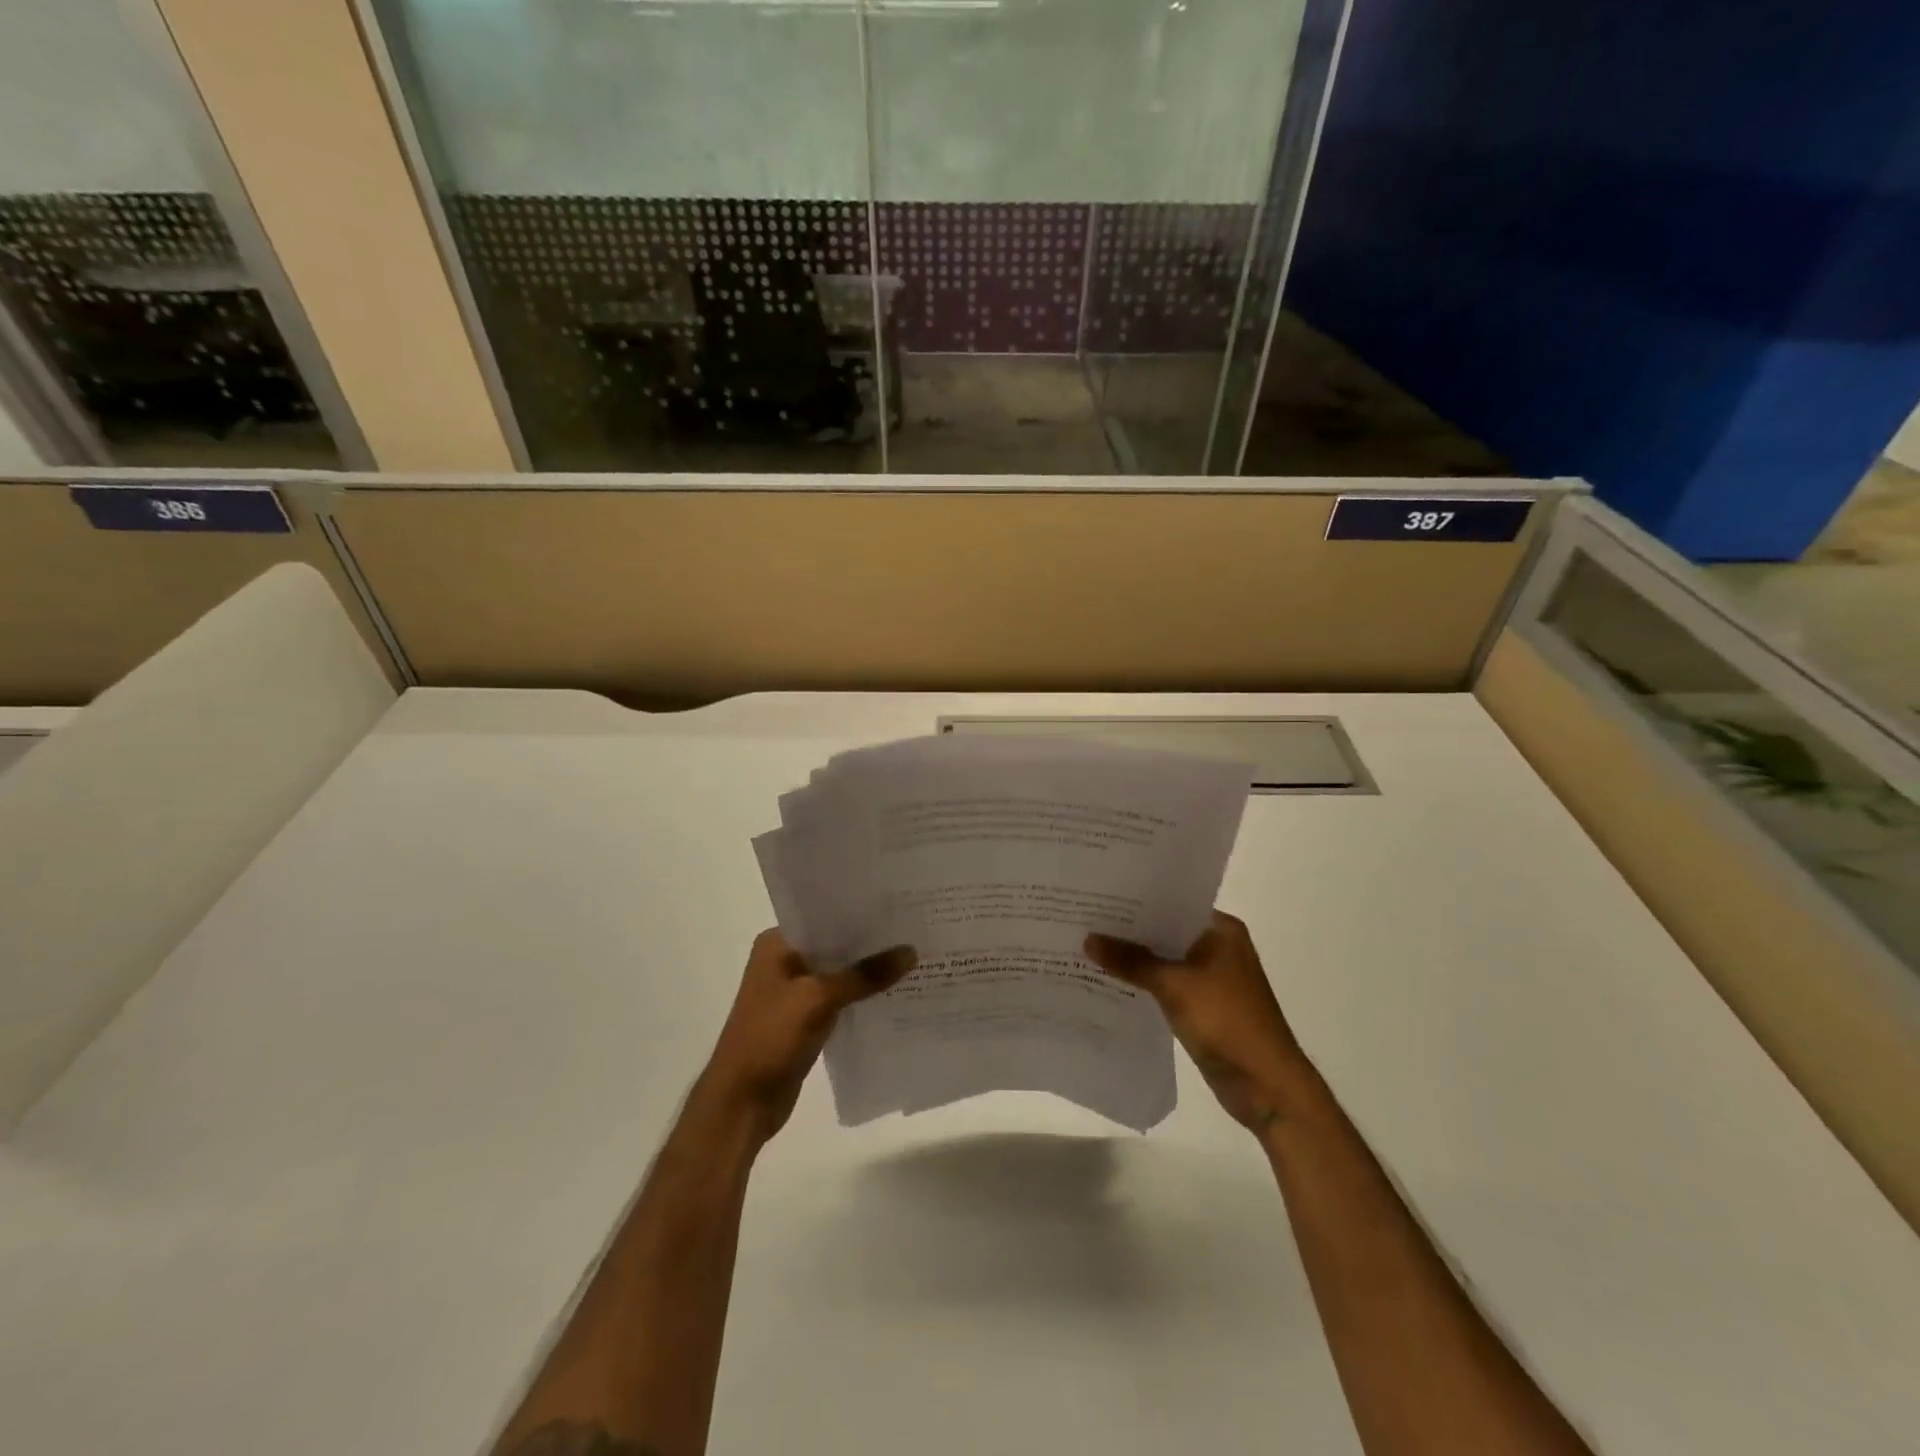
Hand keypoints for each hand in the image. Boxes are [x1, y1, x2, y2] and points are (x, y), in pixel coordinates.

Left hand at [697, 929, 914, 1147]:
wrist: (741, 1103)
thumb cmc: (770, 1037)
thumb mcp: (819, 999)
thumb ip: (865, 975)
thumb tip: (911, 951)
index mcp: (777, 944)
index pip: (824, 915)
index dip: (859, 911)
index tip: (898, 904)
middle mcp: (784, 961)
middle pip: (834, 944)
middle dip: (870, 941)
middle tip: (915, 928)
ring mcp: (794, 991)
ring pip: (839, 973)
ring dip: (868, 971)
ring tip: (914, 956)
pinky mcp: (805, 1019)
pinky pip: (840, 998)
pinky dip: (862, 996)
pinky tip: (895, 991)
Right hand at [1085, 911, 1305, 1134]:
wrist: (1267, 1085)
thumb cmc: (1227, 1021)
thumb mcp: (1174, 985)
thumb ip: (1131, 961)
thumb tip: (1088, 939)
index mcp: (1221, 930)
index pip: (1172, 903)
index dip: (1135, 899)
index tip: (1098, 894)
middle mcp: (1218, 946)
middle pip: (1165, 931)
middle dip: (1129, 929)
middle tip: (1084, 917)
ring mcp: (1211, 978)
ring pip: (1164, 959)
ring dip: (1134, 958)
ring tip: (1087, 945)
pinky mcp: (1203, 1006)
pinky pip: (1166, 984)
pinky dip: (1143, 982)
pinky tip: (1109, 979)